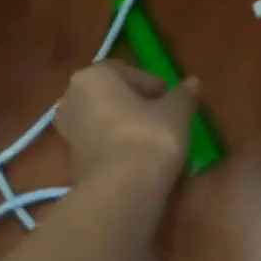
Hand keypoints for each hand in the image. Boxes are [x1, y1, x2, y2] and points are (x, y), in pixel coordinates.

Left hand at [55, 62, 198, 188]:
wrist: (122, 190)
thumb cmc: (149, 137)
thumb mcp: (176, 112)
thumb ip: (183, 95)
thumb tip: (193, 82)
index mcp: (93, 76)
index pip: (126, 71)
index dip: (151, 83)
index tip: (169, 98)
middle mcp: (71, 97)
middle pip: (109, 94)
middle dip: (134, 102)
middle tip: (161, 116)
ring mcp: (67, 130)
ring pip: (102, 118)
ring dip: (123, 124)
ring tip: (151, 138)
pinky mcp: (71, 159)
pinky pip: (98, 142)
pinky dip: (115, 144)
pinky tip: (137, 156)